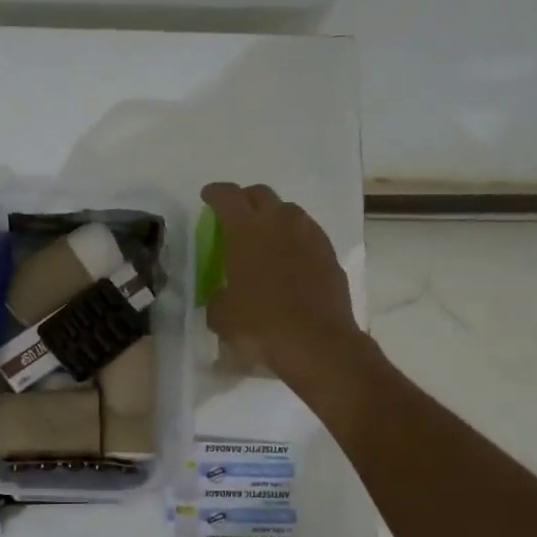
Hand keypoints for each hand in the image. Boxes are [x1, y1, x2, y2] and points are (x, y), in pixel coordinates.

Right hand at [201, 182, 368, 395]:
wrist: (318, 343)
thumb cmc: (261, 325)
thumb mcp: (222, 316)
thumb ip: (217, 297)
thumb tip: (222, 295)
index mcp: (246, 230)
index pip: (227, 195)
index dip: (215, 193)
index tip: (208, 197)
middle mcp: (279, 222)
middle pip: (260, 194)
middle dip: (245, 200)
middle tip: (235, 217)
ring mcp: (309, 235)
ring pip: (288, 211)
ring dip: (273, 217)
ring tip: (265, 238)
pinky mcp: (329, 253)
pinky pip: (307, 234)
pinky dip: (294, 239)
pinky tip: (289, 259)